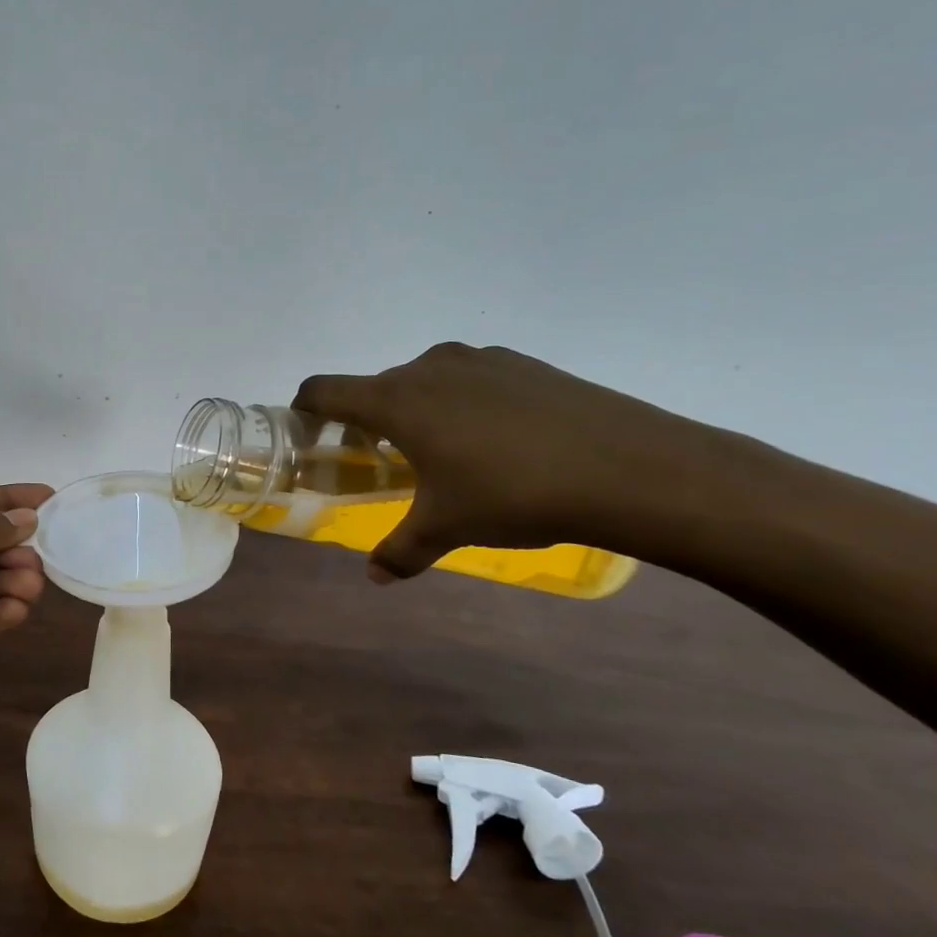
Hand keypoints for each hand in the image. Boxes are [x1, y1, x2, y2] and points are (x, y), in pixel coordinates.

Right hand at [294, 344, 703, 580]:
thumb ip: (401, 550)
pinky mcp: (523, 363)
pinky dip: (464, 403)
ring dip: (419, 410)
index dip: (306, 407)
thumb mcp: (448, 527)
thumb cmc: (514, 495)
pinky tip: (500, 441)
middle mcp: (429, 367)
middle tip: (386, 461)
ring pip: (425, 380)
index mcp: (397, 400)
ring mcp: (479, 360)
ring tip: (447, 452)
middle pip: (376, 387)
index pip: (324, 389)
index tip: (309, 431)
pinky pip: (470, 379)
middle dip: (370, 420)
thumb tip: (375, 577)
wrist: (630, 469)